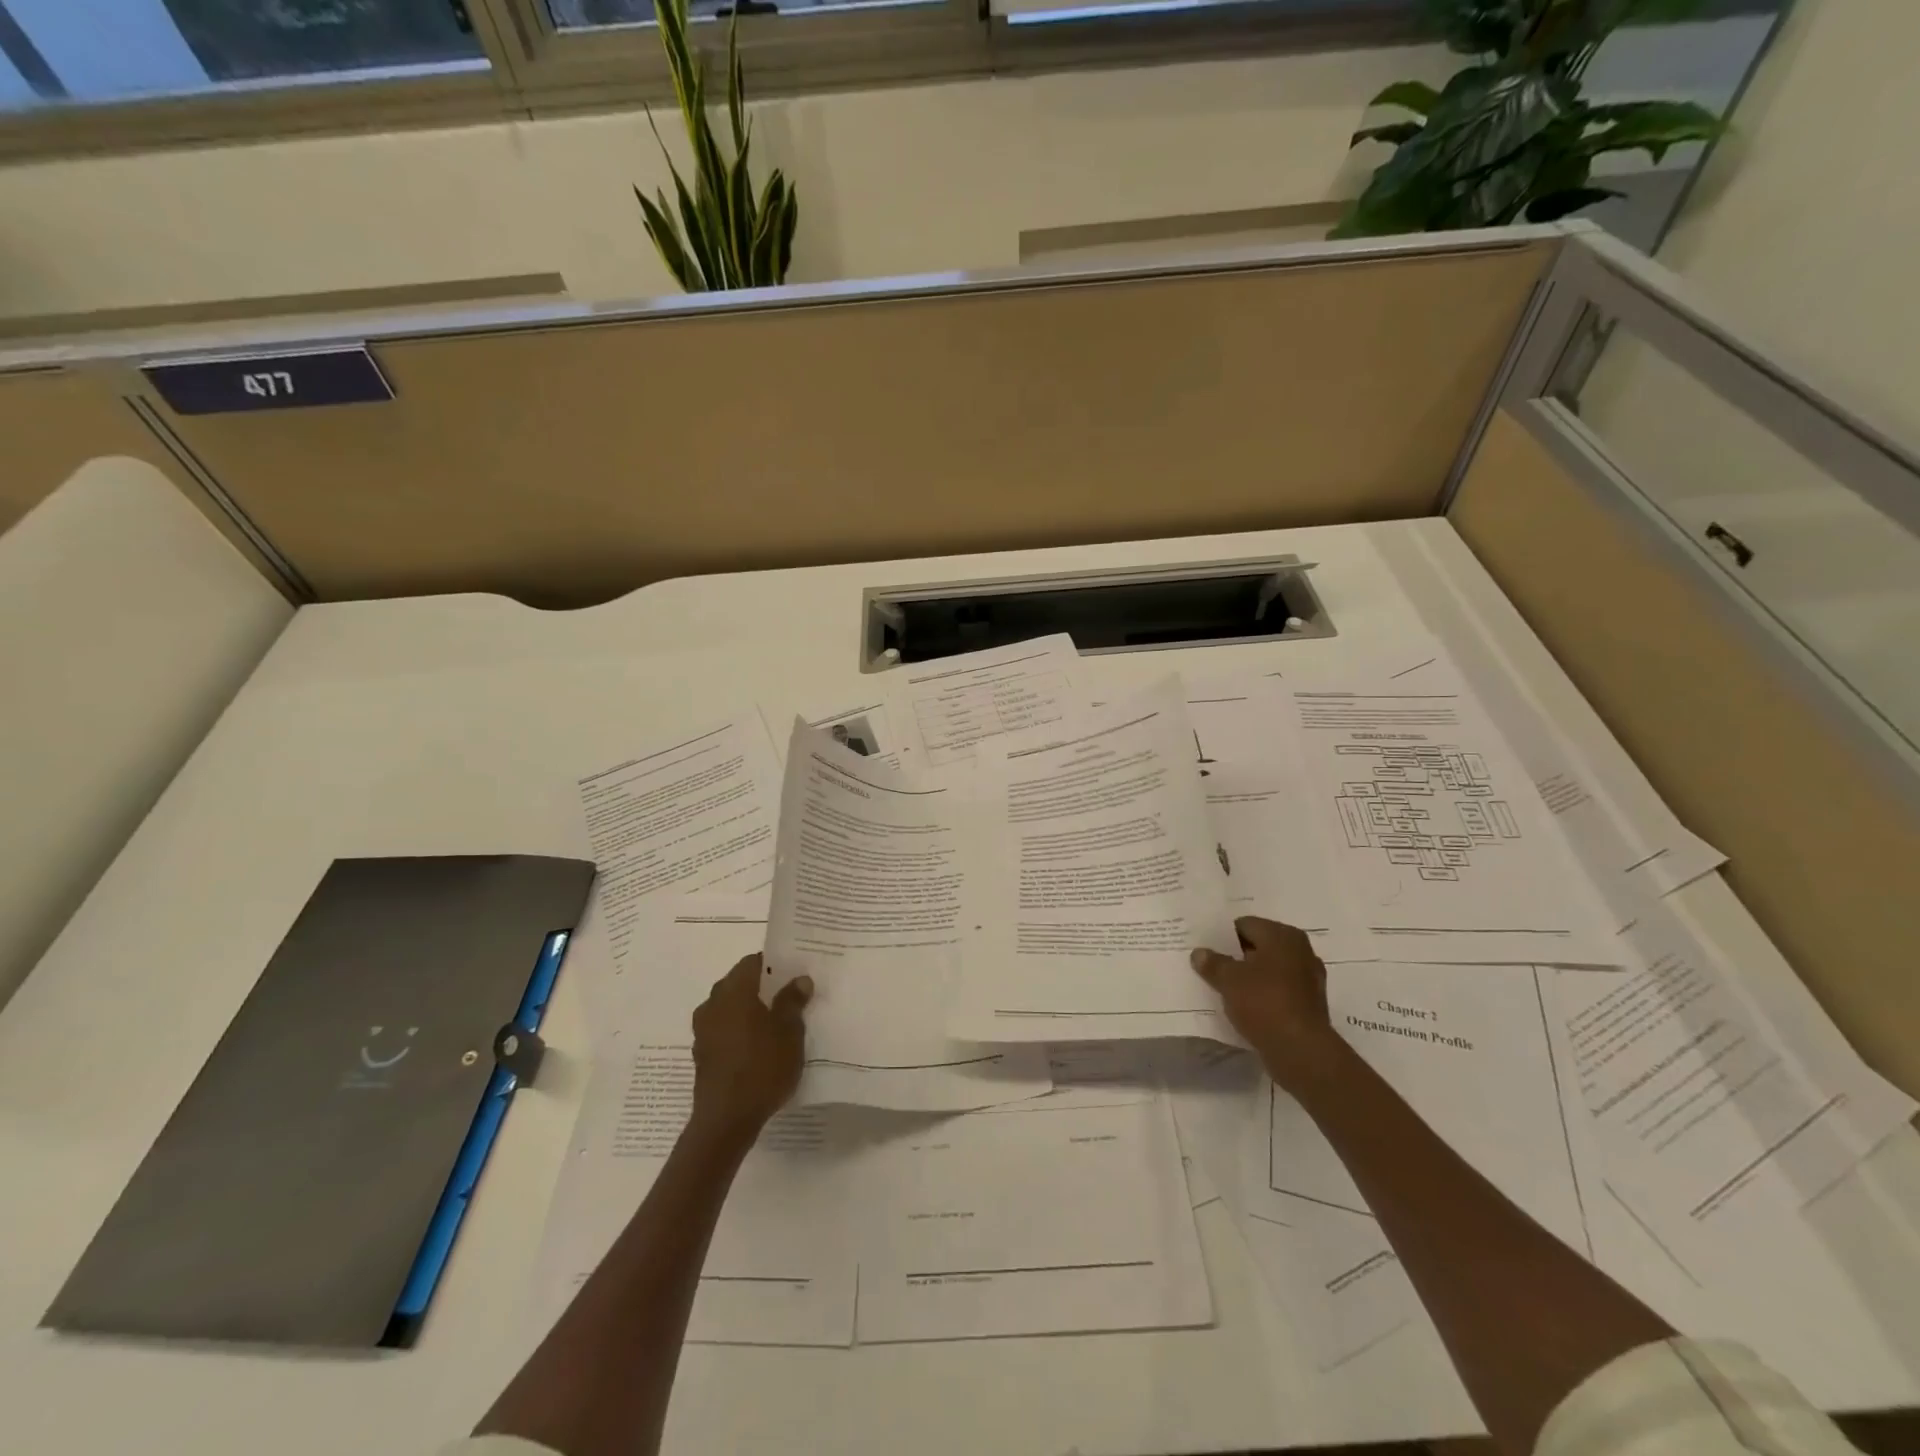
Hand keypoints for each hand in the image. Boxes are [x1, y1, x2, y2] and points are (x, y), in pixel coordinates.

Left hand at [689, 955, 811, 1147]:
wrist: (726, 1121)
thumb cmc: (762, 1067)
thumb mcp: (789, 1032)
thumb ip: (793, 1001)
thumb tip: (799, 979)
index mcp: (734, 991)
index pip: (752, 962)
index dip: (773, 964)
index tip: (793, 971)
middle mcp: (713, 1004)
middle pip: (738, 983)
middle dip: (762, 987)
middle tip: (789, 995)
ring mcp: (703, 1031)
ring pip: (730, 1008)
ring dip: (750, 1010)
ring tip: (777, 1022)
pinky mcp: (702, 1055)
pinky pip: (724, 1030)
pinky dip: (740, 1030)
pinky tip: (759, 1046)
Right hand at [1190, 916, 1344, 1094]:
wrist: (1301, 1051)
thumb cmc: (1264, 1003)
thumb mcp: (1228, 980)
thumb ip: (1212, 963)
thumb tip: (1199, 953)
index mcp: (1283, 936)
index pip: (1245, 925)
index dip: (1222, 935)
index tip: (1205, 948)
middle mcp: (1300, 951)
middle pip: (1258, 946)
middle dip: (1236, 955)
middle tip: (1210, 965)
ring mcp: (1308, 979)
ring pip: (1268, 970)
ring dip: (1249, 977)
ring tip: (1223, 987)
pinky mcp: (1308, 1004)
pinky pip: (1277, 991)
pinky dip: (1262, 995)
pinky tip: (1244, 1005)